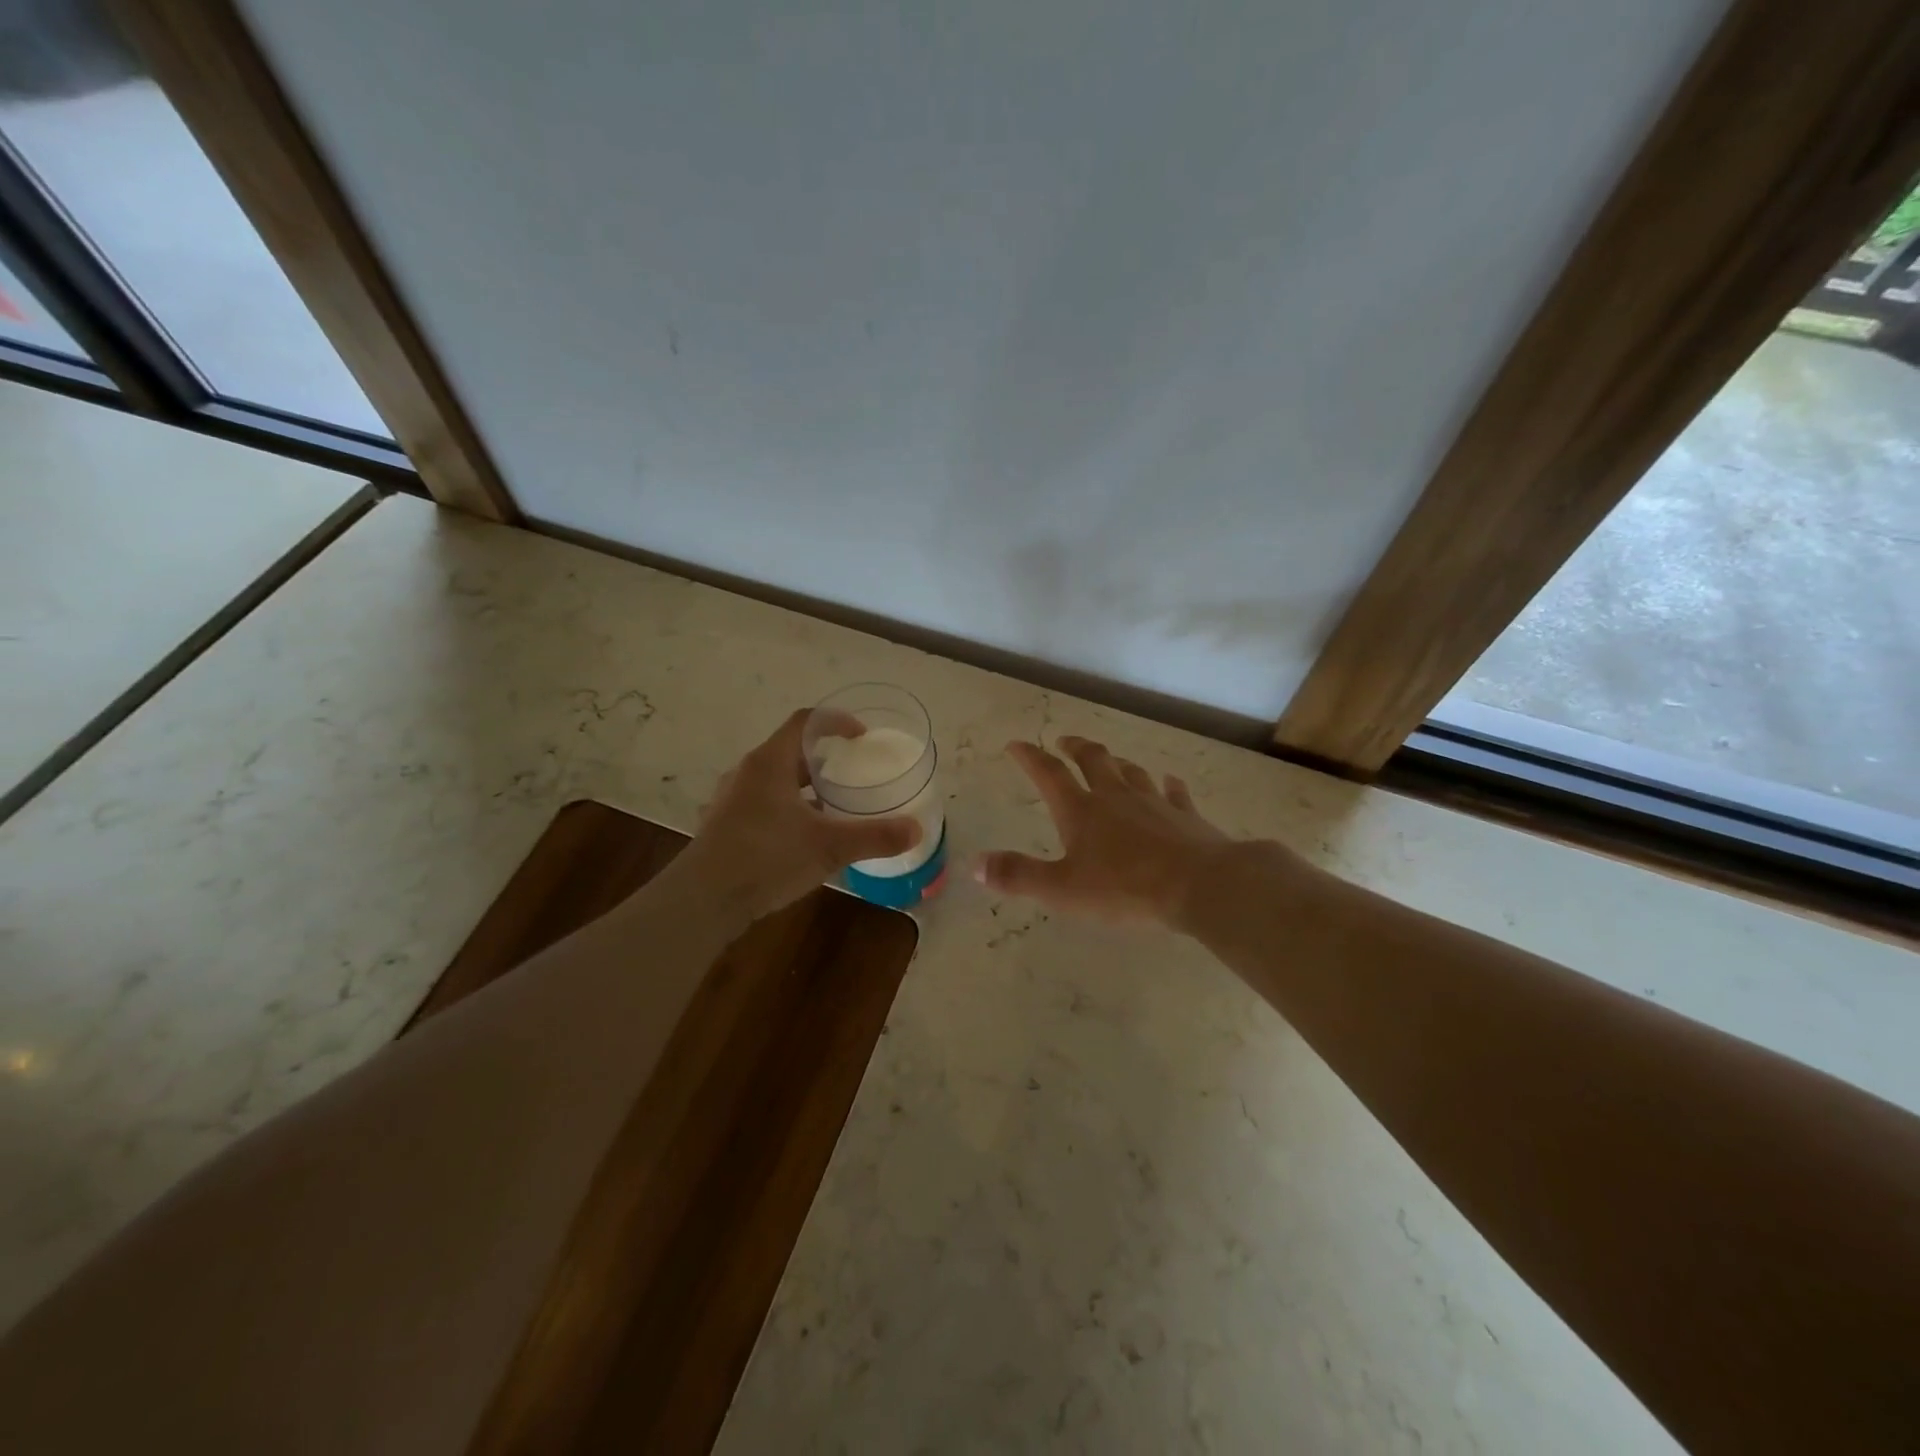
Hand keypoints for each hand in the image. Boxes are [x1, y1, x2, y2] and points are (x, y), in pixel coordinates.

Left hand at [680, 709, 921, 921]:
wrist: (702, 901)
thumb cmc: (766, 858)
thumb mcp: (829, 846)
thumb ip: (874, 836)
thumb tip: (916, 830)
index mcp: (770, 762)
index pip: (806, 721)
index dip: (837, 721)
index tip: (861, 736)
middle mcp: (747, 772)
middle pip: (789, 750)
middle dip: (823, 759)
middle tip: (852, 774)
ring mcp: (730, 799)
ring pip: (774, 780)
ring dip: (803, 786)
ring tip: (831, 806)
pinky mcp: (723, 826)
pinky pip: (762, 804)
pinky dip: (787, 809)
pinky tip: (801, 838)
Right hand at [973, 736, 1235, 926]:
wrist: (1200, 886)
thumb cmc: (1125, 888)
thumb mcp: (1062, 889)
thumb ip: (1018, 876)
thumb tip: (974, 865)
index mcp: (1081, 811)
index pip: (1049, 774)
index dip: (1030, 757)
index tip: (1016, 744)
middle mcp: (1115, 797)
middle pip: (1092, 760)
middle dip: (1075, 747)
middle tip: (1065, 741)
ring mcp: (1154, 803)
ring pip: (1131, 771)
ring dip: (1117, 762)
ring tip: (1110, 759)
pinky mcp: (1185, 816)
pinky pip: (1175, 793)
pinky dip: (1169, 785)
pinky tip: (1170, 781)